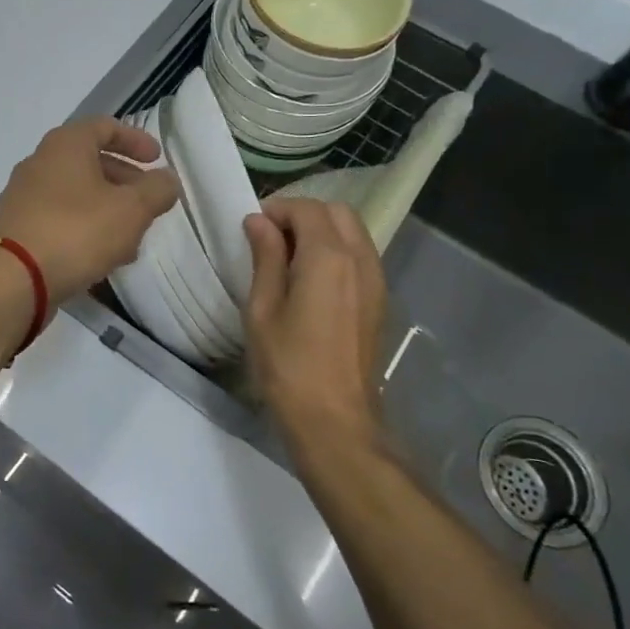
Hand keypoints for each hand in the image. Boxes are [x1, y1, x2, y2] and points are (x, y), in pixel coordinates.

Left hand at [0, 118, 180, 307]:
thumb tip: (167, 179)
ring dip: (108, 210)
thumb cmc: (76, 231)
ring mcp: (24, 197)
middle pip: (90, 161)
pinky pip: (60, 220)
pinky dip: (86, 229)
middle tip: (148, 203)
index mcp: (66, 145)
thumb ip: (156, 190)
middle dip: (124, 181)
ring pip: (76, 194)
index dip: (135, 140)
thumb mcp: (131, 209)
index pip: (105, 127)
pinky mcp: (18, 229)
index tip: (157, 160)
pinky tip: (104, 258)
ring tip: (132, 239)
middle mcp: (40, 163)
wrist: (11, 278)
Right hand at [243, 197, 389, 465]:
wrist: (334, 419)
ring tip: (287, 258)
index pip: (307, 209)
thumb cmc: (288, 364)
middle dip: (302, 214)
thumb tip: (258, 222)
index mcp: (329, 258)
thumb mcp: (262, 308)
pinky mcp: (379, 301)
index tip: (251, 228)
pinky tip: (309, 280)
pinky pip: (359, 256)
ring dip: (321, 231)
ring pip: (352, 232)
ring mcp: (376, 281)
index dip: (277, 210)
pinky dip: (335, 252)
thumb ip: (265, 258)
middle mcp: (360, 260)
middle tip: (269, 238)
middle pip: (337, 213)